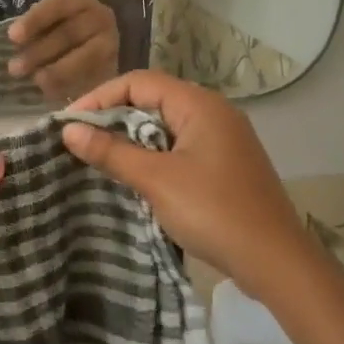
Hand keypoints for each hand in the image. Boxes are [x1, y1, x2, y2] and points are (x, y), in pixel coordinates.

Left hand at [8, 0, 119, 101]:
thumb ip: (34, 31)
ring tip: (34, 81)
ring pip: (84, 57)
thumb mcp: (47, 26)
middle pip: (69, 32)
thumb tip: (13, 42)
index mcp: (80, 0)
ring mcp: (110, 42)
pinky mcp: (114, 67)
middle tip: (15, 68)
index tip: (12, 37)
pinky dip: (71, 85)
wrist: (89, 54)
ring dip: (56, 71)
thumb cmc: (59, 36)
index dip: (35, 19)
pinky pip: (92, 76)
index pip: (59, 3)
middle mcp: (101, 17)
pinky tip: (51, 92)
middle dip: (40, 51)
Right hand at [60, 71, 316, 293]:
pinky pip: (179, 146)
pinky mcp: (224, 164)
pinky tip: (134, 173)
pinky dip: (152, 153)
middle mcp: (213, 112)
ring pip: (165, 124)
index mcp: (200, 105)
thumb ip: (111, 152)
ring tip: (98, 155)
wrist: (275, 261)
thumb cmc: (213, 212)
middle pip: (153, 99)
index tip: (69, 123)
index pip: (140, 82)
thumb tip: (68, 131)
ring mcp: (223, 139)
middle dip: (113, 116)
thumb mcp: (156, 180)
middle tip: (78, 139)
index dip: (100, 97)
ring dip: (131, 136)